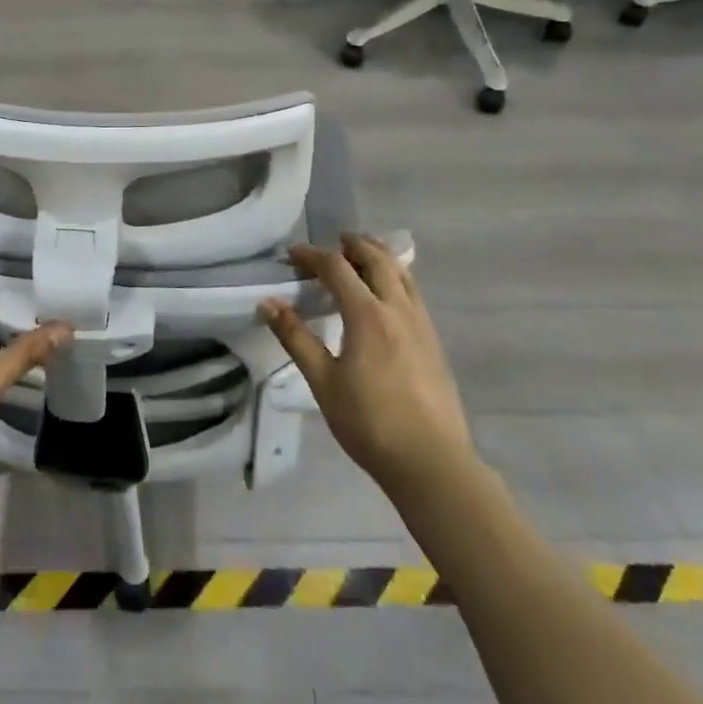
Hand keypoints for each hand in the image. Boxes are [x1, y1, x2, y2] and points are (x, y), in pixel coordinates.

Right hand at [259, 234, 471, 496]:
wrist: (431, 462)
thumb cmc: (369, 422)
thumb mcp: (323, 381)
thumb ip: (295, 338)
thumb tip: (267, 303)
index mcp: (367, 315)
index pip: (337, 268)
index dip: (312, 255)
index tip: (292, 254)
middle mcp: (398, 310)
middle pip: (378, 260)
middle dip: (354, 245)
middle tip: (335, 241)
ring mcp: (422, 325)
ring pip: (403, 274)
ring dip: (381, 256)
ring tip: (364, 253)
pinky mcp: (435, 343)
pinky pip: (414, 294)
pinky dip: (397, 278)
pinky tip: (389, 294)